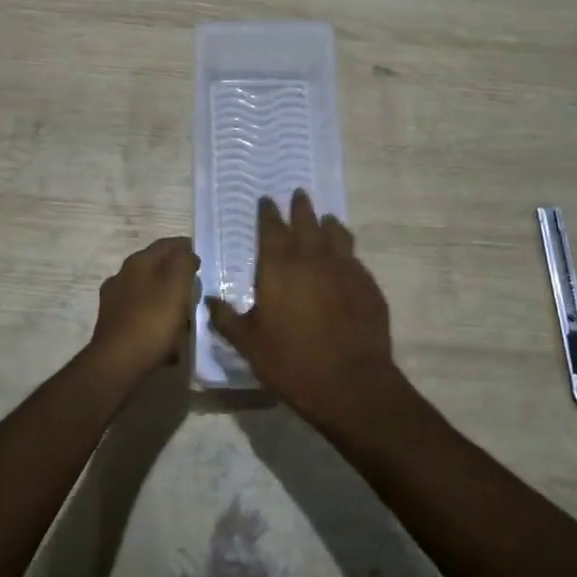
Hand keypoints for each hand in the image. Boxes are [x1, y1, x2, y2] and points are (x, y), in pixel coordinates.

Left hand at [86, 236, 199, 379]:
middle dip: (176, 274)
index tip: (203, 256)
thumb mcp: (177, 285)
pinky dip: (156, 318)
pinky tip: (167, 334)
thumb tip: (186, 255)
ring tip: (184, 312)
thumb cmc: (152, 320)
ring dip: (166, 297)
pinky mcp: (113, 324)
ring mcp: (114, 300)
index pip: (166, 244)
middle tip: (196, 286)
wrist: (117, 363)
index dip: (186, 247)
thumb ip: (184, 263)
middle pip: (155, 268)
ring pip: (148, 291)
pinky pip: (141, 314)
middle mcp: (122, 276)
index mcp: (138, 262)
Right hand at [204, 191, 412, 437]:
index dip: (268, 212)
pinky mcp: (367, 284)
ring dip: (328, 223)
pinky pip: (354, 258)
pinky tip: (346, 259)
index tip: (266, 200)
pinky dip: (347, 251)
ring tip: (325, 219)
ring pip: (336, 234)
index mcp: (278, 266)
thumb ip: (227, 318)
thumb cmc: (291, 361)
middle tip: (299, 194)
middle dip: (300, 207)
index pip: (271, 227)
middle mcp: (312, 257)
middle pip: (306, 221)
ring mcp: (344, 268)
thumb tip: (208, 299)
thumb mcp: (248, 343)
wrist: (350, 382)